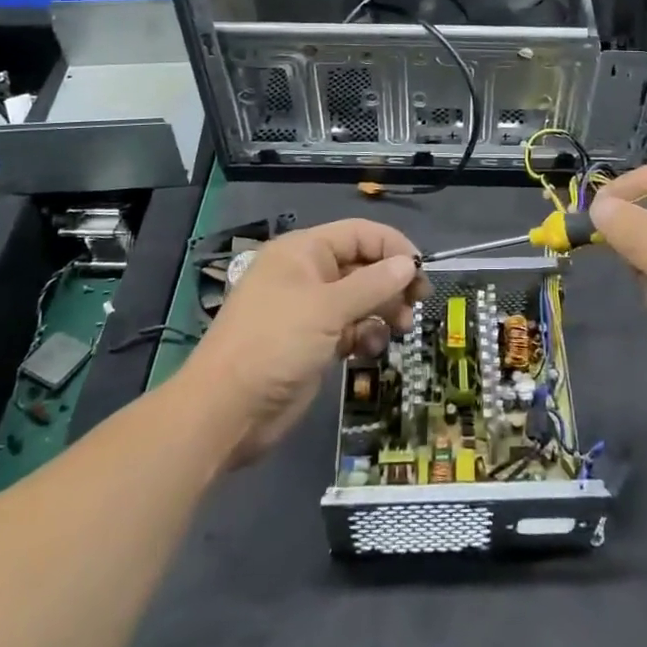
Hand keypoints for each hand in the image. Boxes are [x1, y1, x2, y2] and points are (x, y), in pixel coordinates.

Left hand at [183, 219, 430, 464]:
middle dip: (391, 282)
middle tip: (418, 303)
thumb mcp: (327, 309)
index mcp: (303, 251)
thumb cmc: (274, 344)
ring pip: (359, 299)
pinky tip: (372, 349)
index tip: (421, 271)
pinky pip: (349, 328)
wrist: (225, 412)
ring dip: (383, 310)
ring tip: (402, 328)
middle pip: (362, 265)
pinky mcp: (311, 343)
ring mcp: (309, 311)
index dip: (392, 247)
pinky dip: (365, 335)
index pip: (359, 234)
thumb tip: (409, 264)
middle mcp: (307, 274)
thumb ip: (372, 284)